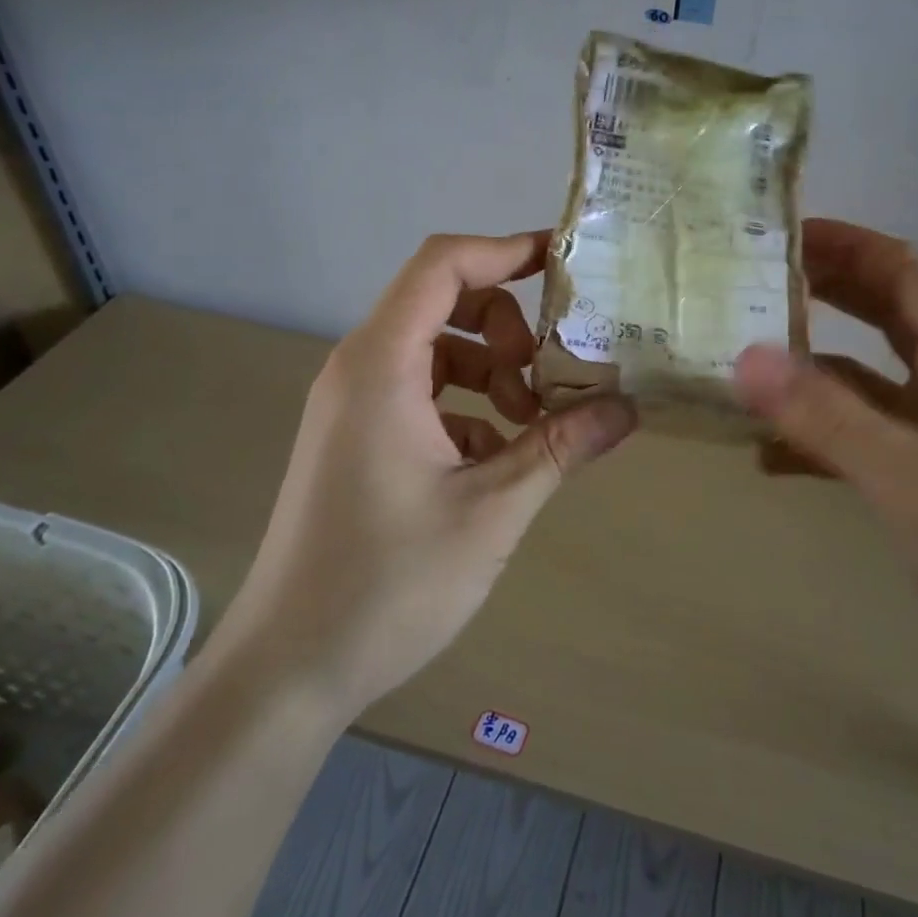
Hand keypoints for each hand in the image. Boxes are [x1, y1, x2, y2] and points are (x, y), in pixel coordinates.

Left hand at [229, 232, 636, 713]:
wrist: (289, 666)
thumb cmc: (388, 583)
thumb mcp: (493, 510)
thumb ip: (560, 447)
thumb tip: (627, 407)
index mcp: (381, 366)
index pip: (441, 266)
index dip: (505, 250)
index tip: (566, 265)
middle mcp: (359, 370)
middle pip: (440, 302)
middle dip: (506, 327)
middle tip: (548, 376)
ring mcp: (353, 407)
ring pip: (435, 352)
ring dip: (491, 371)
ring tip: (530, 425)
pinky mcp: (357, 440)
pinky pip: (420, 394)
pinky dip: (467, 407)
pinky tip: (495, 462)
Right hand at [735, 219, 917, 711]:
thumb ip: (832, 417)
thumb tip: (744, 358)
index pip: (901, 269)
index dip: (841, 243)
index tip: (773, 232)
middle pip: (879, 309)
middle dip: (816, 290)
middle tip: (743, 283)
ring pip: (860, 372)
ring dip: (805, 363)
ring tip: (738, 361)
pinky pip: (856, 430)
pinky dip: (812, 430)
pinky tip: (765, 452)